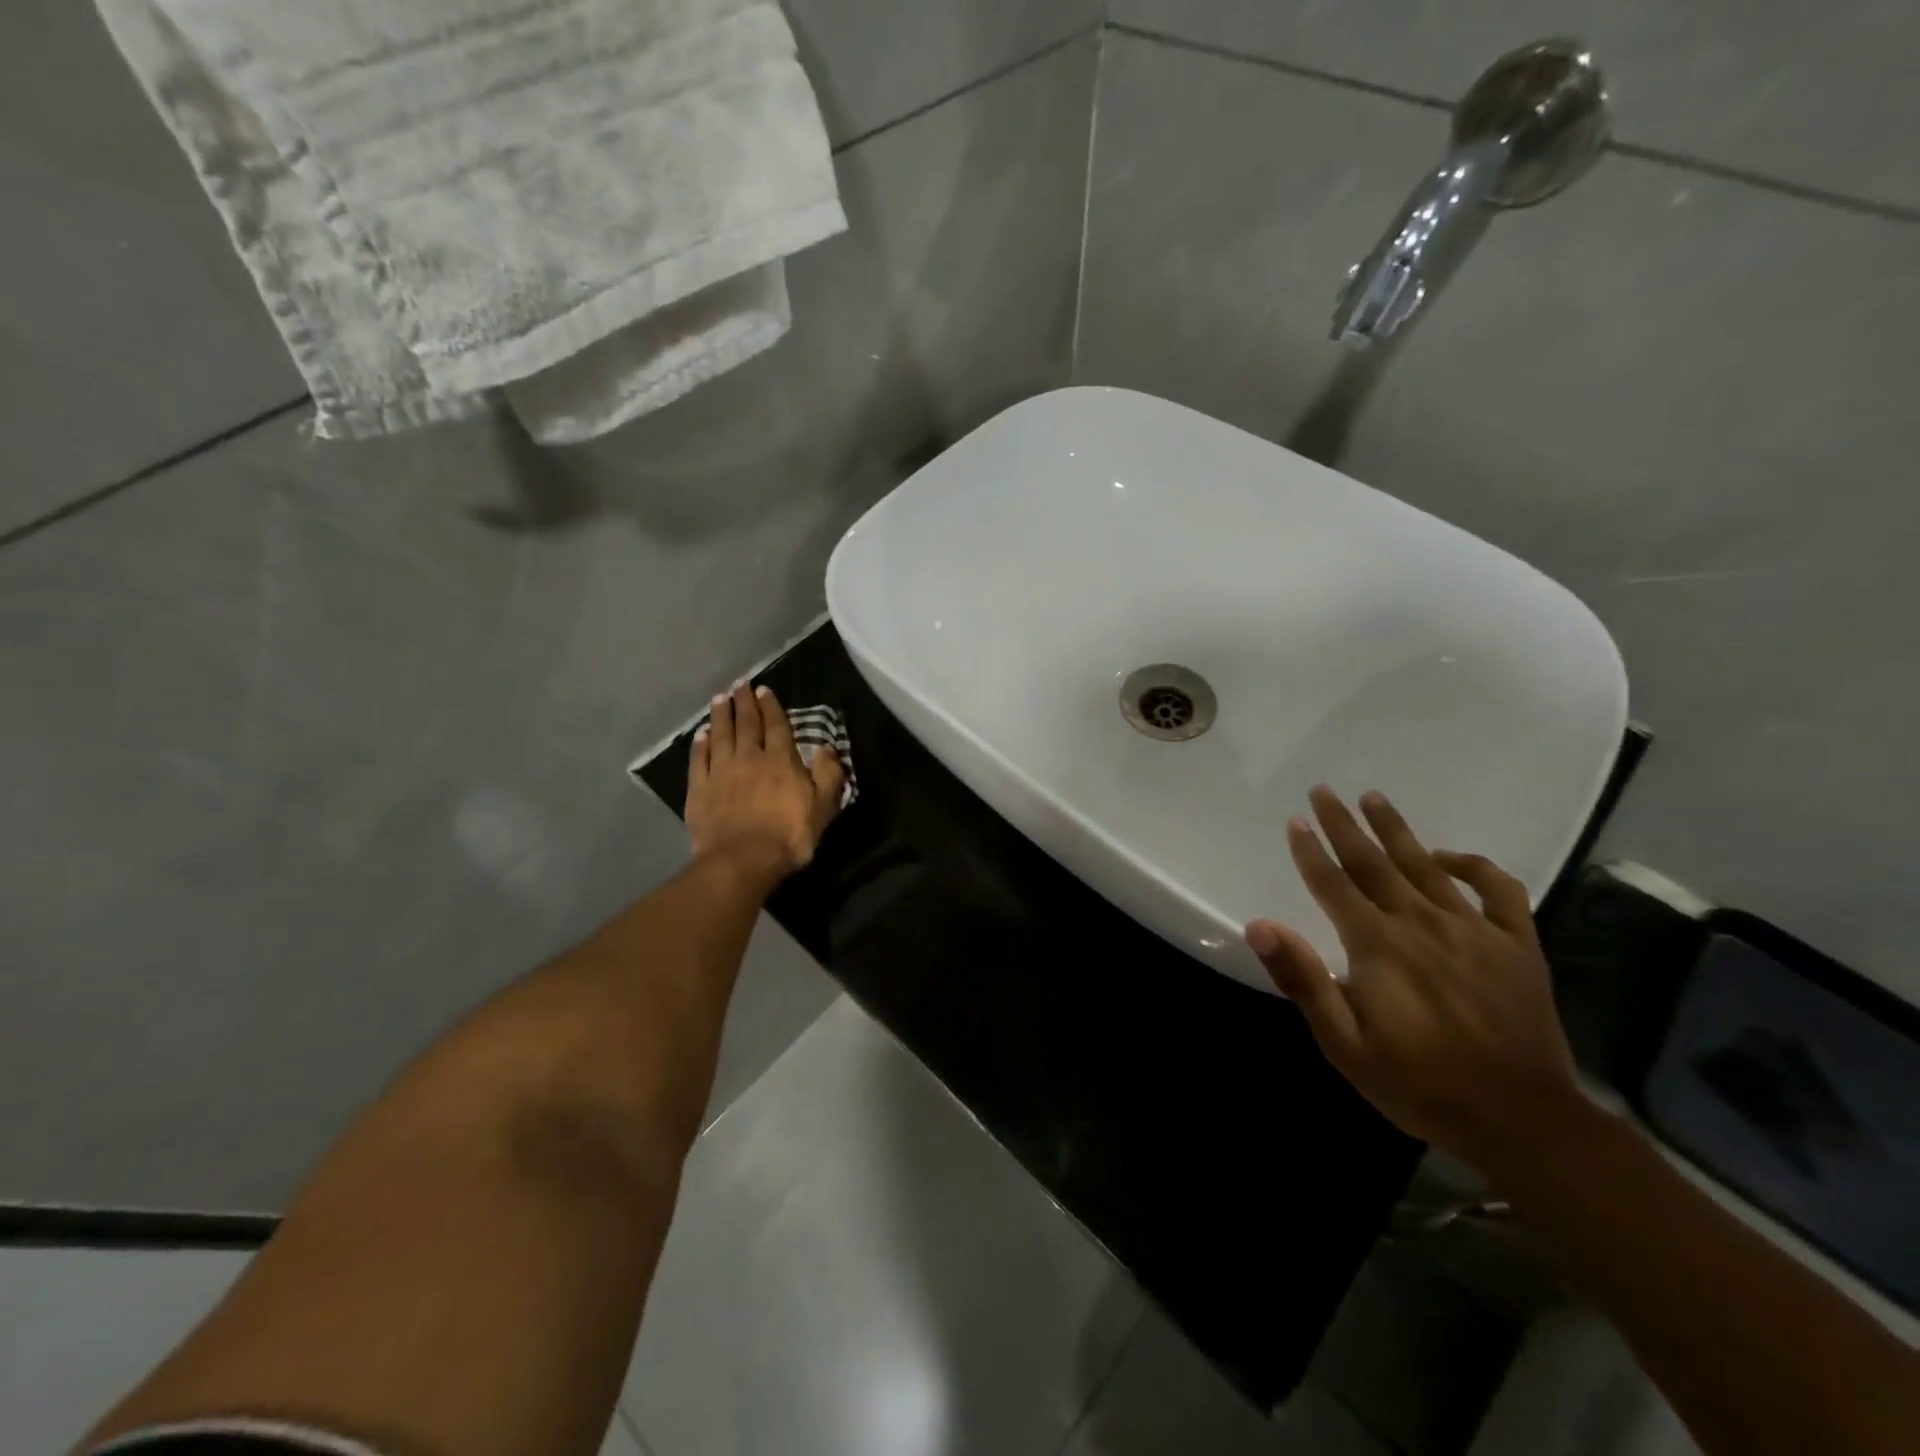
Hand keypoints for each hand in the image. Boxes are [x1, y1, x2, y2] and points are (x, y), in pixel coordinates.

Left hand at [686, 682, 845, 886]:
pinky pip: (699, 760)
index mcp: (780, 760)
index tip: (763, 690)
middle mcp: (749, 758)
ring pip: (720, 735)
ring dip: (720, 715)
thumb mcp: (823, 806)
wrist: (742, 860)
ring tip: (720, 698)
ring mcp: (721, 772)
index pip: (776, 726)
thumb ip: (827, 774)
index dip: (770, 707)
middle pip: (746, 724)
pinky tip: (700, 734)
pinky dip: (699, 744)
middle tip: (740, 684)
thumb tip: (826, 748)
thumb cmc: (789, 835)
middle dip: (744, 702)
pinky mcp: (699, 789)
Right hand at [1245, 786, 1582, 1174]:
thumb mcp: (1344, 1044)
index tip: (1295, 821)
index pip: (1333, 884)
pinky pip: (1498, 890)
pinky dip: (1474, 866)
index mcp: (1377, 945)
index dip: (1310, 852)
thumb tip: (1260, 925)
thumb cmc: (1419, 1084)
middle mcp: (1422, 923)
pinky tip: (1450, 858)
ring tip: (1374, 798)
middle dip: (1345, 824)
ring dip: (1396, 829)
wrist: (1521, 1122)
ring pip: (1426, 865)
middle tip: (1324, 790)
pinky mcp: (1517, 944)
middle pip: (1374, 862)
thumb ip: (1302, 980)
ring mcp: (1474, 929)